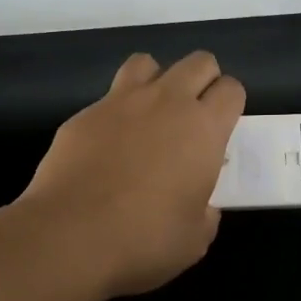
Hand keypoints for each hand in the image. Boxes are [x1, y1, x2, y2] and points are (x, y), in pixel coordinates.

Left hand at [20, 51, 245, 297]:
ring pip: (148, 62)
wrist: (69, 236)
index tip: (222, 128)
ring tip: (151, 114)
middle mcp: (167, 102)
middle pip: (198, 62)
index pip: (231, 89)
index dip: (230, 104)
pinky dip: (116, 113)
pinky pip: (108, 97)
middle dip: (203, 80)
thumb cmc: (144, 239)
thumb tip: (200, 205)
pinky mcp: (84, 114)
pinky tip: (109, 145)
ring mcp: (122, 102)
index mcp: (204, 128)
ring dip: (157, 80)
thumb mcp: (195, 238)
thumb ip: (206, 212)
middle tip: (195, 116)